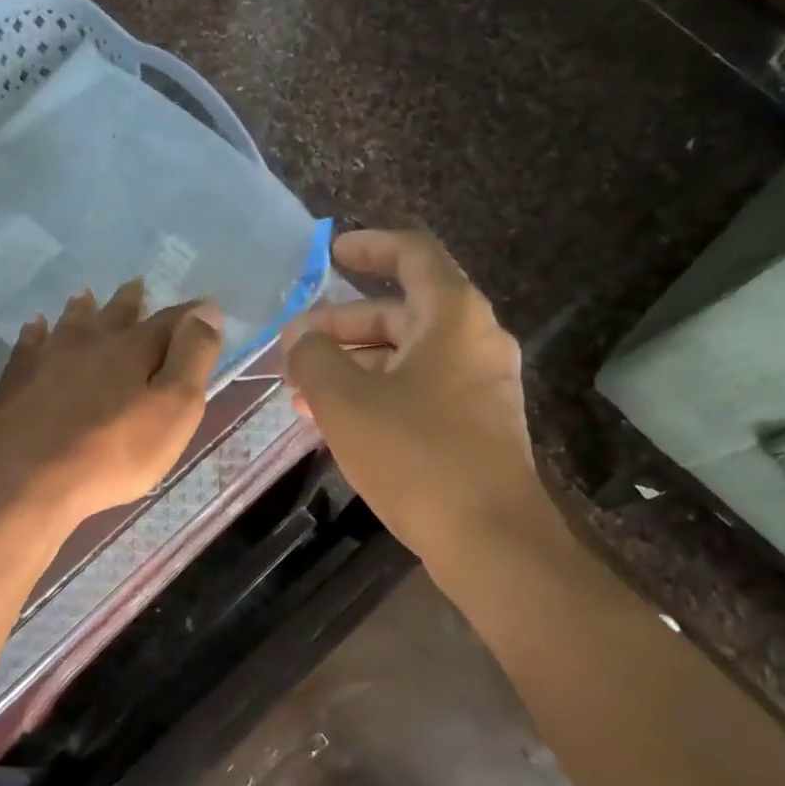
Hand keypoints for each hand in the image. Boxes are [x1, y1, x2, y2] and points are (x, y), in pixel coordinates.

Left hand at [0, 279, 223, 537]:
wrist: (25, 478)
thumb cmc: (112, 452)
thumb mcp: (172, 411)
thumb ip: (192, 358)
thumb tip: (207, 310)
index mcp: (133, 349)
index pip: (170, 321)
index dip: (191, 314)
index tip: (205, 305)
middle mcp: (91, 341)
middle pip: (115, 314)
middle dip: (130, 301)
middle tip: (136, 285)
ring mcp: (48, 357)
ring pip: (70, 322)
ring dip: (82, 309)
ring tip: (84, 295)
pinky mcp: (16, 378)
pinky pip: (29, 344)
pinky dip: (36, 332)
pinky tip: (35, 327)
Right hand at [281, 230, 555, 560]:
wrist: (489, 538)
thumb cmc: (416, 456)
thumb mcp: (345, 401)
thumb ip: (313, 359)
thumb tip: (300, 340)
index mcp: (452, 317)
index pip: (413, 255)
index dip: (370, 247)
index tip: (332, 253)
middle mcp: (475, 340)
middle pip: (402, 312)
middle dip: (342, 326)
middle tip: (295, 347)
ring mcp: (481, 385)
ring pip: (407, 356)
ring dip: (354, 365)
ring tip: (304, 391)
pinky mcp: (477, 424)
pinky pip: (420, 389)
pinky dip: (379, 393)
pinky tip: (340, 421)